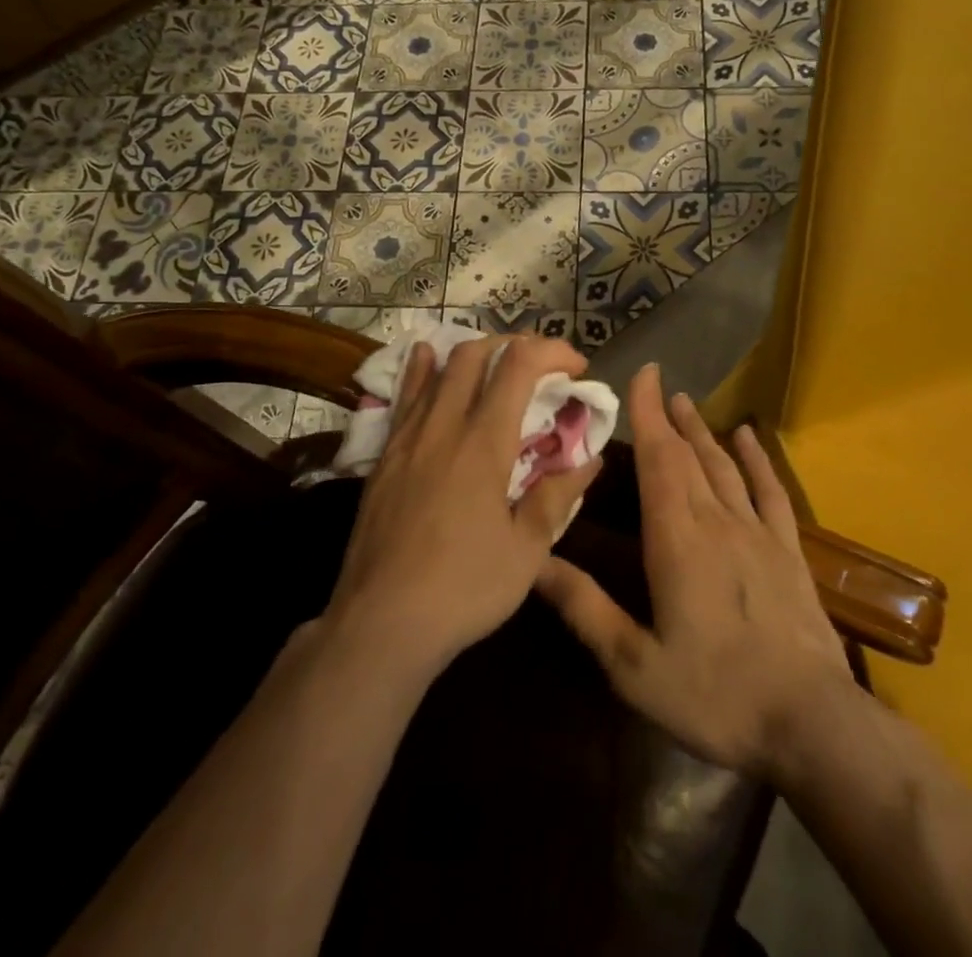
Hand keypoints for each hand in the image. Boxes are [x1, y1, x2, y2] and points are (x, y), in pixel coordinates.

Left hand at [324, 334, 602, 678]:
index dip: (552, 352)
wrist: (381, 623)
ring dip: (473, 355)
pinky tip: (426, 357)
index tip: (577, 367)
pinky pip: (405, 395)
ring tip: (496, 365)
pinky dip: (422, 369)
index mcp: (483, 442)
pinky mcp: (384, 455)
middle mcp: (444, 425)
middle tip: (541, 368)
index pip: (519, 366)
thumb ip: (557, 496)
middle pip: (475, 354)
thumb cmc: (464, 589)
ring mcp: (407, 437)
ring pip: (438, 368)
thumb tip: (590, 458)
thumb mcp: (527, 551)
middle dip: (514, 346)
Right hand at [534, 364, 851, 778]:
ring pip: (724, 466)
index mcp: (677, 539)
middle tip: (656, 384)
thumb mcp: (634, 666)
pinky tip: (747, 437)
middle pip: (689, 455)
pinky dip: (757, 460)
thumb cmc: (715, 695)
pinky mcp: (788, 551)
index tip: (641, 375)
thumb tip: (535, 561)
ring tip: (687, 402)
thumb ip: (585, 609)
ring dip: (703, 431)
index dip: (648, 413)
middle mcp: (717, 521)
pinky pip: (770, 491)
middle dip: (669, 417)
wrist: (812, 724)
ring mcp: (758, 533)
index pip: (659, 459)